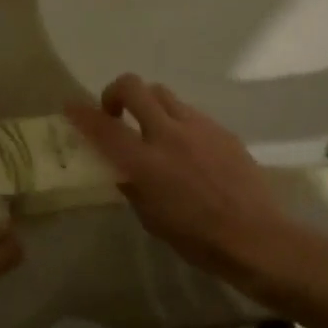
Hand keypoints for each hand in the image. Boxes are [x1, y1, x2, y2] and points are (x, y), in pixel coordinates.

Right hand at [66, 75, 293, 284]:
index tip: (70, 106)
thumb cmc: (197, 239)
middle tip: (116, 113)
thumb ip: (132, 186)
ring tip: (152, 129)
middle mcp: (169, 135)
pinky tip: (186, 148)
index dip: (82, 114)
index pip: (104, 128)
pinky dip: (177, 122)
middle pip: (134, 87)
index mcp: (146, 163)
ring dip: (149, 104)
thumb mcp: (152, 219)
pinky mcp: (221, 130)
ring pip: (163, 94)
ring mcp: (198, 127)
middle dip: (116, 92)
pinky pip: (190, 113)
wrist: (256, 237)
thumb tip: (120, 169)